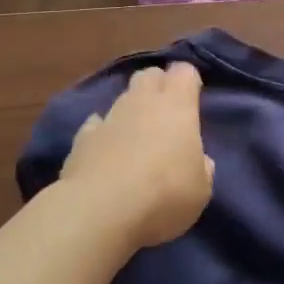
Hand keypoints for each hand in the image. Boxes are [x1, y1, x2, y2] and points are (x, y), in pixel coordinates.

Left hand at [60, 62, 213, 250]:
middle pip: (149, 75)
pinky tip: (107, 153)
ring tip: (138, 139)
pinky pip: (96, 125)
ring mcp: (108, 117)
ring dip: (132, 112)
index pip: (184, 71)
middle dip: (158, 86)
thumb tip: (198, 160)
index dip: (189, 82)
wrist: (100, 211)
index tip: (193, 99)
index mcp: (177, 106)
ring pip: (123, 99)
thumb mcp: (201, 190)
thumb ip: (201, 167)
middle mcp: (141, 102)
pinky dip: (104, 133)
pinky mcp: (82, 138)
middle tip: (166, 114)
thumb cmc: (164, 195)